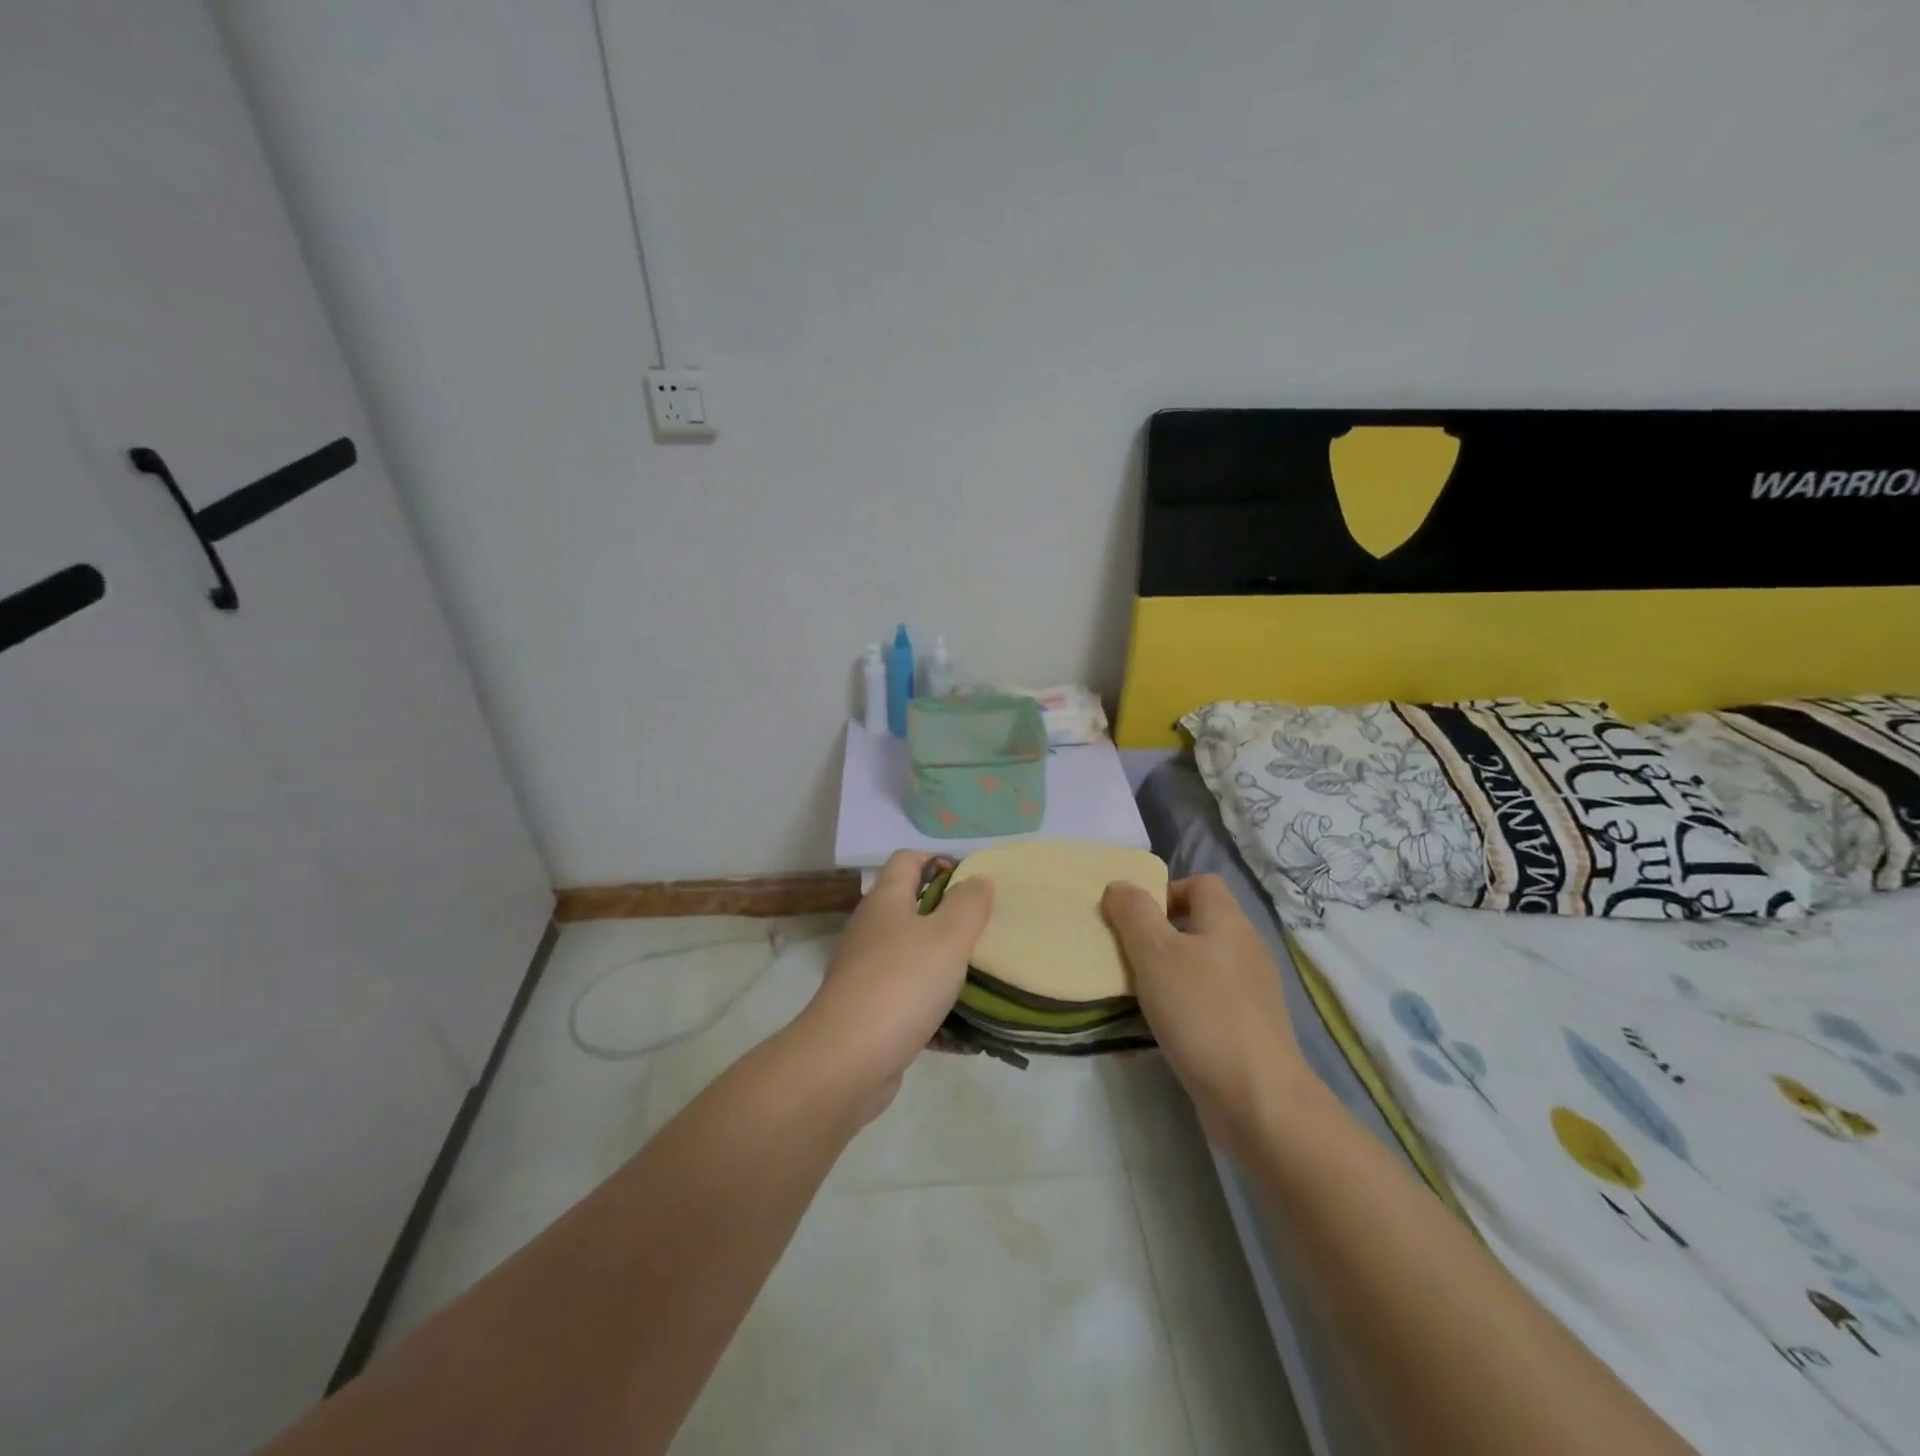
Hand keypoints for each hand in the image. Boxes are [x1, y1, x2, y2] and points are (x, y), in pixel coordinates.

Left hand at [800, 851, 992, 1119]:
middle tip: (986, 934)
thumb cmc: (902, 984)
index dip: (940, 862)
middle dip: (950, 919)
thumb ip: (968, 904)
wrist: (846, 1061)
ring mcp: (866, 973)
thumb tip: (977, 879)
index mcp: (886, 901)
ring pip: (913, 958)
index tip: (974, 884)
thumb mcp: (948, 936)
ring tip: (983, 981)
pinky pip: (909, 1002)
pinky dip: (934, 1011)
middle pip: (912, 909)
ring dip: (945, 969)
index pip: (908, 860)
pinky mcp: (869, 1012)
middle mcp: (871, 930)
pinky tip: (964, 1032)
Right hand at [1102, 874, 1313, 1145]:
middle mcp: (1246, 948)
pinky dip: (1187, 1004)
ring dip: (1171, 972)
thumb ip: (1133, 913)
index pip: (1201, 882)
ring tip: (1142, 993)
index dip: (1166, 891)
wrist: (1257, 1098)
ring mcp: (1253, 990)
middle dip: (1162, 934)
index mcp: (1229, 922)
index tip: (1137, 920)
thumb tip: (1120, 885)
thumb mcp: (1155, 954)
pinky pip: (1211, 998)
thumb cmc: (1201, 1012)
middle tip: (1130, 956)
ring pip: (1204, 963)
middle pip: (1200, 922)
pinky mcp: (1250, 1026)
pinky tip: (1167, 1026)